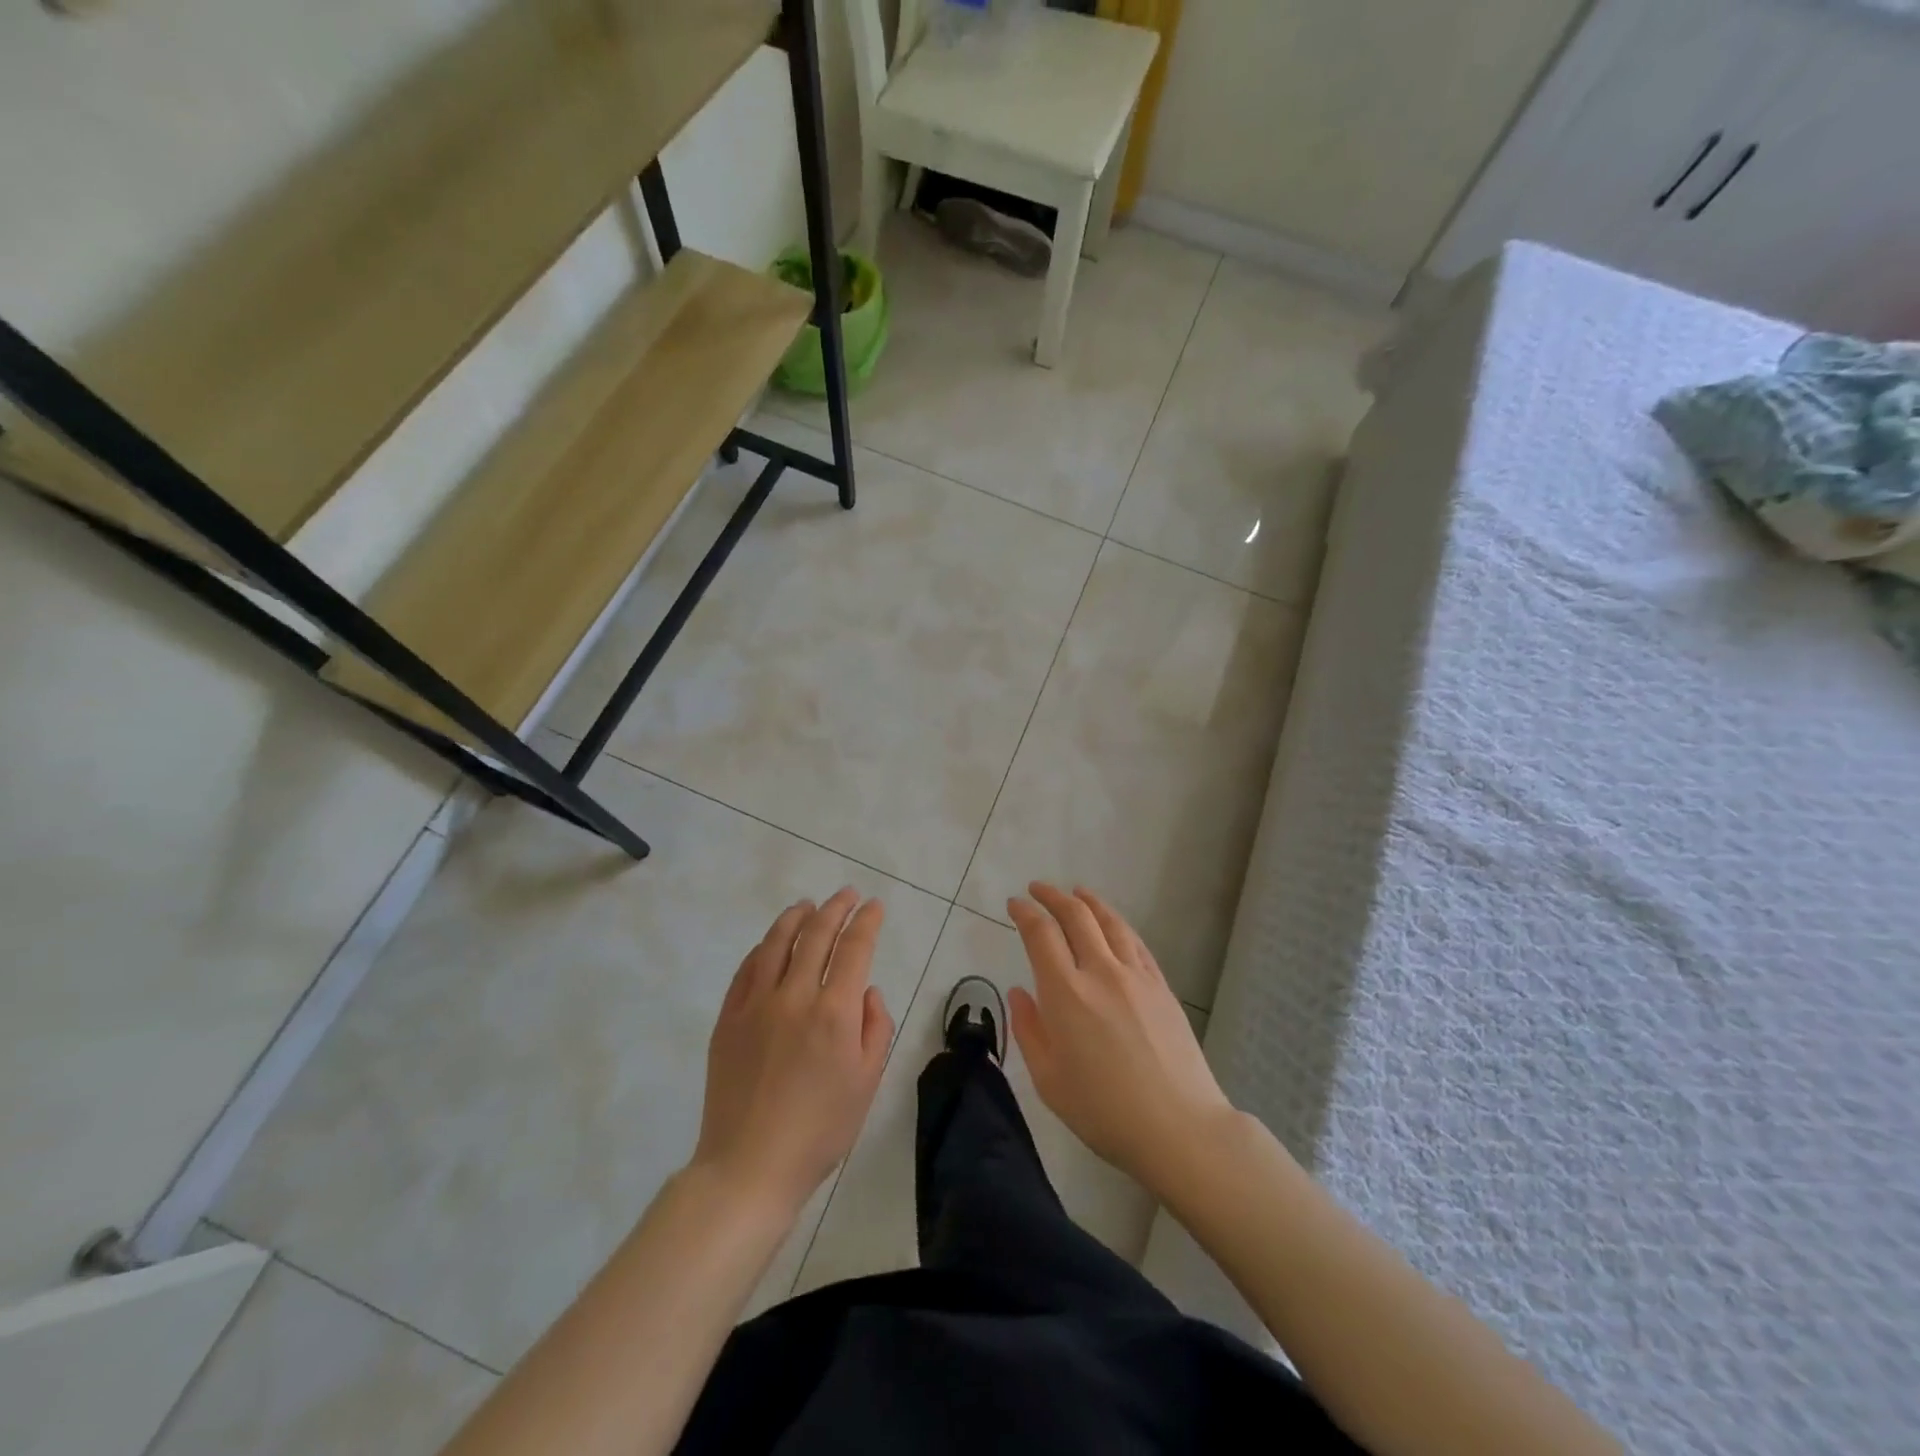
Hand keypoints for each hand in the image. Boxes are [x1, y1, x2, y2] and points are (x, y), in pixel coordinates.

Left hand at [692, 888, 894, 1222]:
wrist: (750, 1166)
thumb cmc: (820, 1130)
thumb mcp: (867, 1082)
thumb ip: (875, 1028)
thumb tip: (866, 990)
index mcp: (834, 1013)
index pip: (854, 949)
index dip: (867, 921)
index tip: (875, 906)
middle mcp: (795, 997)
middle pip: (817, 935)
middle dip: (836, 909)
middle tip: (847, 895)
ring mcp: (756, 1005)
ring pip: (777, 943)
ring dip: (796, 917)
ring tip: (808, 905)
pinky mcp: (729, 1018)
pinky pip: (747, 969)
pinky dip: (764, 947)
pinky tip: (773, 942)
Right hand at [1008, 883, 1232, 1196]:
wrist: (1179, 1127)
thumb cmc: (1103, 1111)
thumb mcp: (1049, 1080)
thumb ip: (1028, 1030)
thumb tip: (1020, 992)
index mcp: (1066, 993)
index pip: (1041, 934)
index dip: (1025, 913)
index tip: (1014, 905)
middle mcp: (1100, 972)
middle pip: (1076, 916)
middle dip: (1052, 896)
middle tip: (1038, 889)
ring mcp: (1136, 976)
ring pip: (1109, 922)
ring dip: (1088, 902)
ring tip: (1076, 892)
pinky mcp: (1161, 987)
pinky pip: (1136, 943)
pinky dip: (1117, 925)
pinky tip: (1112, 925)